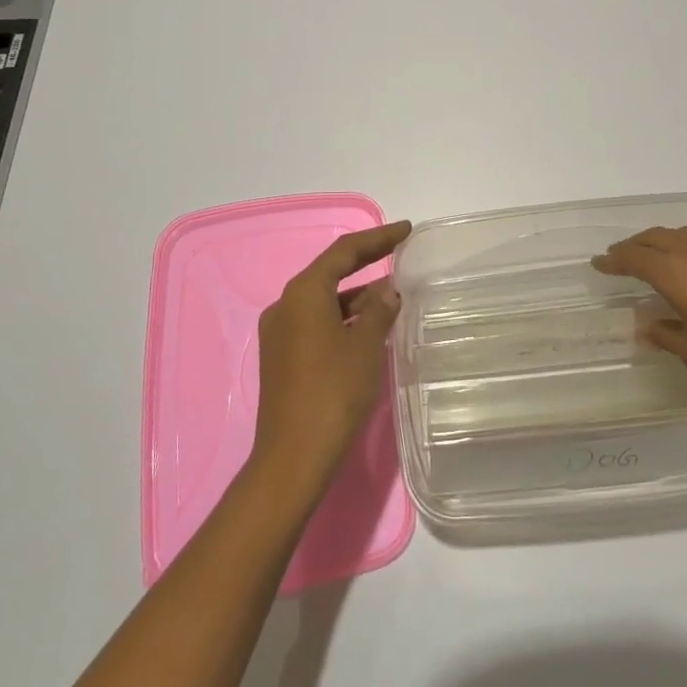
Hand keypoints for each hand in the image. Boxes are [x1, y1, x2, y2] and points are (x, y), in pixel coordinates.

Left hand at [250, 220, 412, 491]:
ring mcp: (280, 332)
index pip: (344, 252)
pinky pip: (317, 323)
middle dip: (366, 264)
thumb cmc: (333, 392)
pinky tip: (369, 328)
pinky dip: (343, 319)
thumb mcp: (365, 346)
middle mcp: (285, 305)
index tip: (406, 230)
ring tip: (393, 296)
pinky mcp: (281, 357)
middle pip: (330, 273)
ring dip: (357, 296)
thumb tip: (387, 291)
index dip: (377, 238)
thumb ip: (379, 311)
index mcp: (303, 293)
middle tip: (400, 254)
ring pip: (324, 301)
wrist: (293, 456)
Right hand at [593, 225, 686, 424]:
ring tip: (656, 257)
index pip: (637, 258)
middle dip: (636, 245)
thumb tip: (648, 323)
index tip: (599, 264)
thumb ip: (666, 334)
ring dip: (666, 241)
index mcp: (681, 276)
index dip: (614, 260)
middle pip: (660, 236)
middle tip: (621, 257)